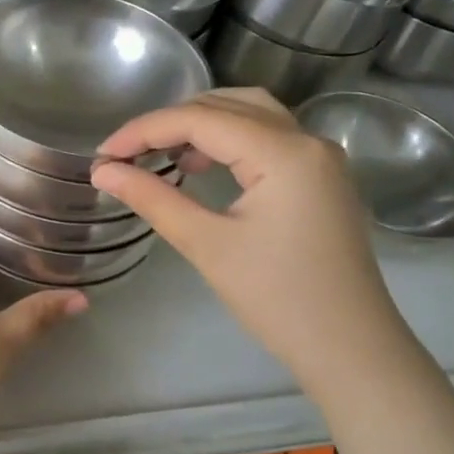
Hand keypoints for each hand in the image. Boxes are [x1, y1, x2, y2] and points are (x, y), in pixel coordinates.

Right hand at [90, 89, 412, 398]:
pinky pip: (268, 136)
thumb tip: (103, 172)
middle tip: (128, 155)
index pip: (199, 118)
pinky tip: (203, 167)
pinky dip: (229, 140)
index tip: (103, 156)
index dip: (143, 131)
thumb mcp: (207, 245)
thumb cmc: (277, 299)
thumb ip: (152, 198)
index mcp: (283, 151)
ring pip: (250, 114)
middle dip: (171, 122)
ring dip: (202, 125)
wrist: (350, 349)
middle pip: (226, 104)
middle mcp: (307, 139)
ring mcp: (320, 156)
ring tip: (163, 157)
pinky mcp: (322, 176)